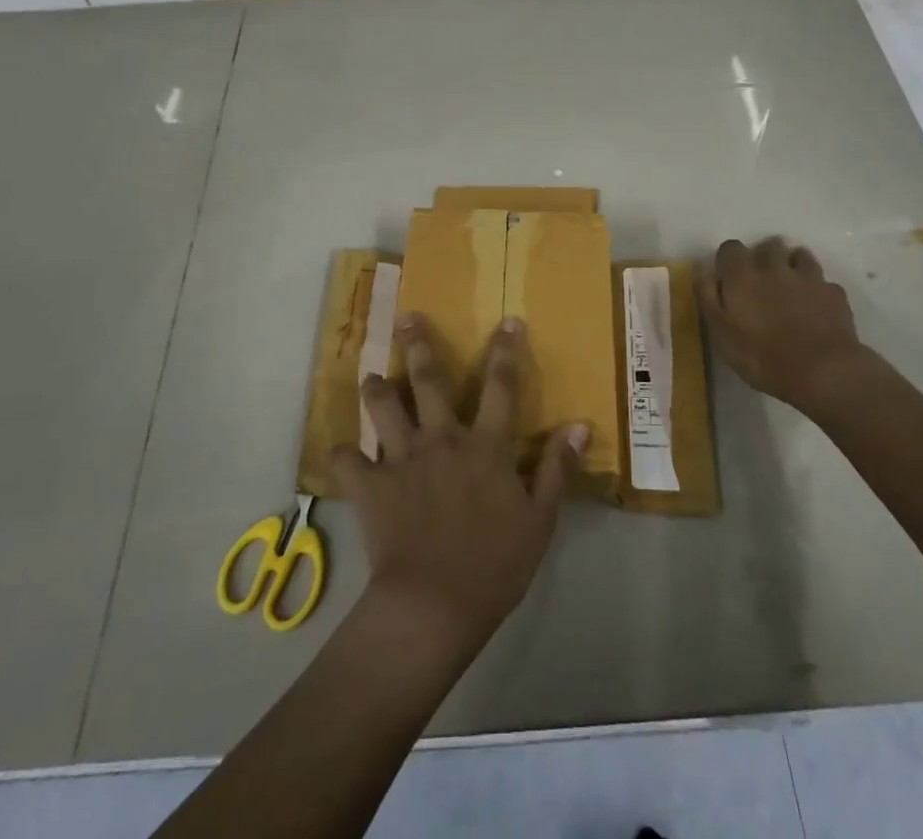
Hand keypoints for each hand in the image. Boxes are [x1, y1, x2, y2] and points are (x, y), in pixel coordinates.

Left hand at [331, 313, 586, 656]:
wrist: (433, 605)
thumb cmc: (494, 566)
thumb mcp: (539, 521)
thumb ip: (556, 468)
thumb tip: (579, 425)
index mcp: (485, 446)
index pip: (501, 386)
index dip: (506, 351)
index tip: (507, 321)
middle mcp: (442, 439)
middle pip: (429, 381)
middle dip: (418, 344)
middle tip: (406, 317)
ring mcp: (402, 459)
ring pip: (383, 408)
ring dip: (376, 389)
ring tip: (370, 376)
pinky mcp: (371, 486)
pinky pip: (348, 461)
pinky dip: (344, 456)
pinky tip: (343, 454)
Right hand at [696, 236, 879, 409]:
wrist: (823, 371)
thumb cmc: (762, 357)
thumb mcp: (720, 333)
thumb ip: (708, 297)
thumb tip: (702, 270)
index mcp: (742, 275)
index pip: (730, 248)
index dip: (728, 260)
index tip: (729, 278)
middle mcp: (774, 267)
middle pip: (767, 245)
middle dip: (763, 257)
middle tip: (760, 282)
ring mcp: (808, 277)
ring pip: (799, 255)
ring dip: (792, 264)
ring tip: (790, 286)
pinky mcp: (834, 292)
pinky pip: (822, 281)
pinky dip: (817, 288)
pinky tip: (816, 307)